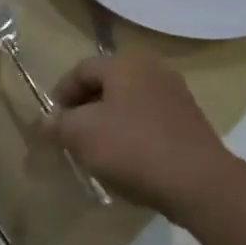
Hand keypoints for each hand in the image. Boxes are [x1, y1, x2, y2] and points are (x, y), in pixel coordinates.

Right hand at [49, 51, 235, 219]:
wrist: (199, 182)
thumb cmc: (133, 148)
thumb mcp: (82, 135)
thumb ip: (58, 125)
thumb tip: (46, 122)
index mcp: (124, 62)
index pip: (81, 70)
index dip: (61, 94)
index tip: (52, 121)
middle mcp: (152, 68)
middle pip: (107, 84)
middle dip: (85, 108)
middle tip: (72, 134)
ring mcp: (175, 93)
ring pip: (129, 102)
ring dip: (109, 121)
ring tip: (97, 150)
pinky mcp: (190, 120)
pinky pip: (150, 120)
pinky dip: (133, 133)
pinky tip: (128, 159)